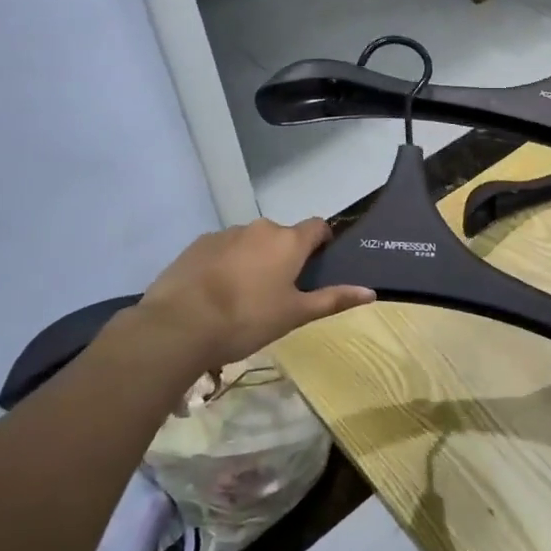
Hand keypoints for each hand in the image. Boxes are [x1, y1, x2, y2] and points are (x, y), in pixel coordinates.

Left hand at [133, 218, 374, 368]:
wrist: (179, 324)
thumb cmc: (247, 319)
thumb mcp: (295, 315)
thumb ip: (333, 300)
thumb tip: (371, 292)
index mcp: (288, 241)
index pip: (317, 226)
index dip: (322, 240)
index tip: (319, 262)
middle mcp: (260, 228)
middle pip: (281, 236)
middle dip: (283, 256)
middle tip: (278, 291)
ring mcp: (225, 234)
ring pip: (249, 242)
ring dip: (253, 259)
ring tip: (242, 296)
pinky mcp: (197, 245)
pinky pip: (221, 250)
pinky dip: (225, 264)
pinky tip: (215, 293)